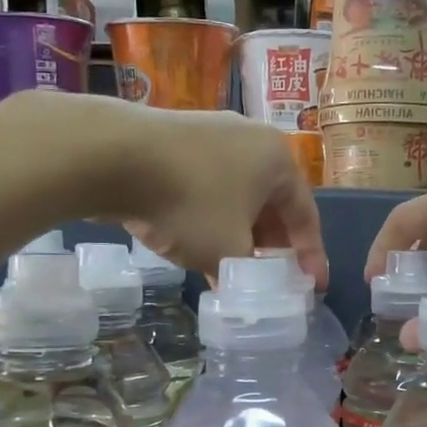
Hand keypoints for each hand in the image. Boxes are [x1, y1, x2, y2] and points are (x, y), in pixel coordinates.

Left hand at [14, 93, 324, 284]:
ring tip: (232, 270)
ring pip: (237, 196)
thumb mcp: (226, 251)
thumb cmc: (189, 202)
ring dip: (238, 234)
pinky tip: (197, 243)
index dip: (311, 257)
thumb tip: (246, 291)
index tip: (314, 287)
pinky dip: (211, 217)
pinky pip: (207, 186)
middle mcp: (251, 140)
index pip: (305, 216)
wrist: (113, 155)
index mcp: (278, 160)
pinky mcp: (177, 140)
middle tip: (271, 280)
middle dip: (271, 246)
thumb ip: (247, 276)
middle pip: (272, 204)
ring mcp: (212, 134)